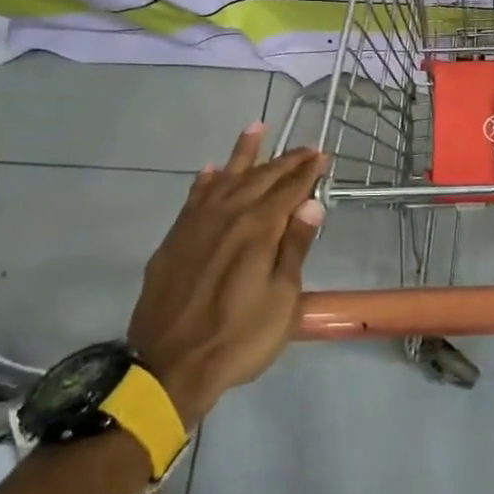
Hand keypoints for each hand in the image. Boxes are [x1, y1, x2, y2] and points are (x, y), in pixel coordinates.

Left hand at [125, 125, 325, 424]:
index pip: (289, 189)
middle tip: (305, 147)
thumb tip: (311, 203)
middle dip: (285, 160)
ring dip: (243, 153)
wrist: (170, 366)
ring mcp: (197, 224)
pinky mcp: (175, 239)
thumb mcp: (282, 299)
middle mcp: (228, 215)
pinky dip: (206, 180)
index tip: (322, 156)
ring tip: (256, 128)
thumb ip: (294, 248)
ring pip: (225, 177)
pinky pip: (194, 197)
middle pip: (261, 178)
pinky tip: (212, 171)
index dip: (307, 171)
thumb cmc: (240, 338)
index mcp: (259, 229)